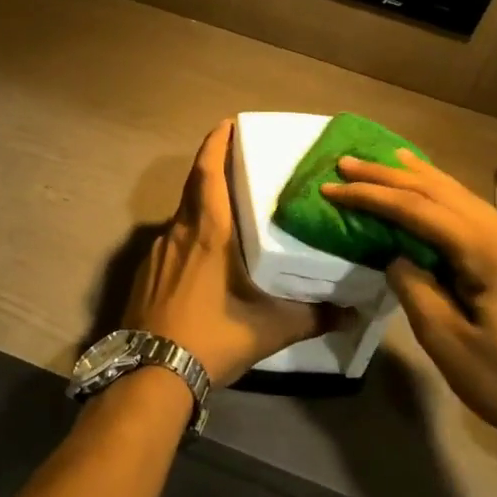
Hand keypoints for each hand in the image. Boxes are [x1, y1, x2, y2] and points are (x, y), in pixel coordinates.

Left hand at [124, 121, 347, 387]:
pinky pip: (171, 242)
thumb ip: (312, 317)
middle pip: (194, 187)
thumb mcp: (269, 329)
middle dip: (213, 168)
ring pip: (182, 216)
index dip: (216, 144)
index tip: (227, 124)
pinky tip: (203, 260)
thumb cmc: (211, 337)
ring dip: (202, 206)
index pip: (208, 172)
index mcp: (208, 232)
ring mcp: (157, 252)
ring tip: (228, 215)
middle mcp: (179, 232)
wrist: (152, 371)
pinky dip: (188, 237)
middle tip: (238, 163)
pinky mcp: (145, 272)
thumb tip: (351, 312)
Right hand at [322, 150, 496, 452]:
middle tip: (348, 164)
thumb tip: (397, 257)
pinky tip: (432, 191)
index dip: (371, 196)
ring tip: (387, 160)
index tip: (332, 187)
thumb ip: (414, 287)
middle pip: (441, 191)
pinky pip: (475, 215)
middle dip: (390, 176)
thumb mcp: (447, 341)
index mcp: (488, 252)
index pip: (418, 209)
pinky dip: (444, 197)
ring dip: (419, 179)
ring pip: (462, 197)